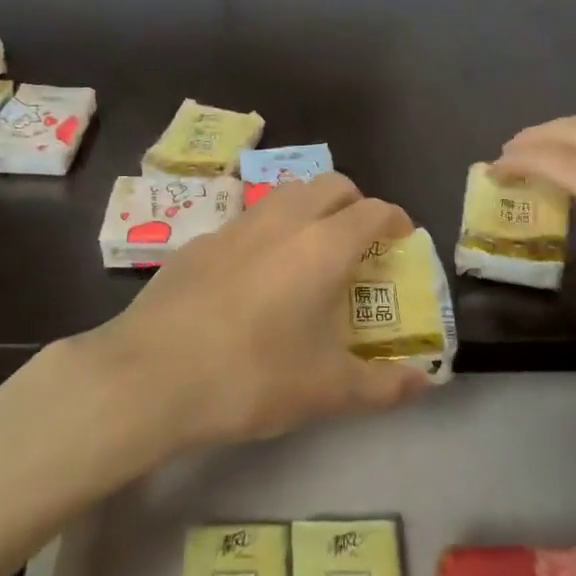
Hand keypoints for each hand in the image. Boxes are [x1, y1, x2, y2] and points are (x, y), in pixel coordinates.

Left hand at [85, 174, 431, 449]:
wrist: (150, 375)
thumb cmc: (251, 377)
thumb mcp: (327, 391)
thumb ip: (383, 386)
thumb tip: (425, 384)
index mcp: (322, 246)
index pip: (372, 210)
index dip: (395, 219)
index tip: (402, 238)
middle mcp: (282, 221)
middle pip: (329, 184)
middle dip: (353, 203)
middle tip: (360, 240)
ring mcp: (234, 226)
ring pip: (284, 195)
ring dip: (309, 208)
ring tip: (309, 251)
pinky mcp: (197, 242)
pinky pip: (246, 221)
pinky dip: (266, 232)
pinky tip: (253, 276)